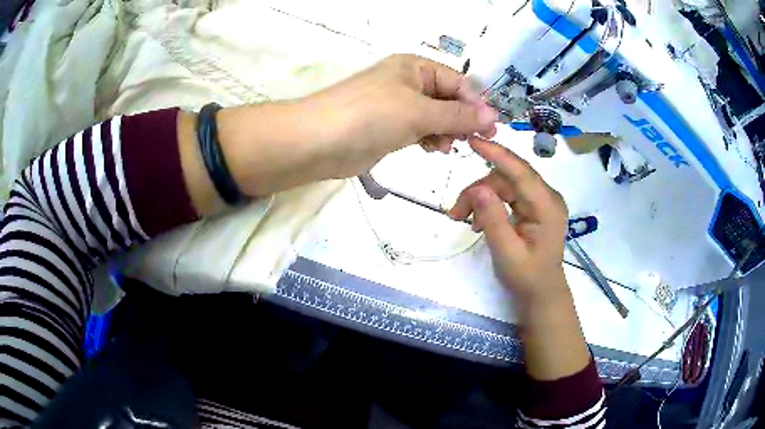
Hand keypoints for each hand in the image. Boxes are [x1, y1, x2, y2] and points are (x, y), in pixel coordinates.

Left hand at [296, 54, 496, 177]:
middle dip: (463, 119)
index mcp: (415, 68)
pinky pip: (421, 130)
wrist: (319, 141)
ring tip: (451, 146)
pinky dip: (431, 138)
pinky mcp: (390, 128)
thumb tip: (493, 116)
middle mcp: (408, 83)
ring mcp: (398, 106)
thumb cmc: (371, 116)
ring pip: (436, 116)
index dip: (475, 103)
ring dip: (448, 130)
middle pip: (448, 99)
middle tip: (477, 141)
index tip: (491, 128)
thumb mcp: (420, 112)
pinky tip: (437, 148)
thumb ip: (458, 115)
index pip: (457, 81)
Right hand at [450, 138, 590, 380]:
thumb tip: (477, 188)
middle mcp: (546, 197)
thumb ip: (493, 219)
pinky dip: (489, 204)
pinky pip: (507, 196)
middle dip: (479, 190)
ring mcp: (540, 202)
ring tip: (463, 221)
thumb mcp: (507, 252)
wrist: (541, 294)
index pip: (521, 171)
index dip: (497, 154)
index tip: (472, 140)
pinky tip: (478, 221)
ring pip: (504, 186)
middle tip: (455, 213)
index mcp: (547, 206)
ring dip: (481, 198)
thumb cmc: (527, 278)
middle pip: (508, 178)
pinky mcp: (533, 207)